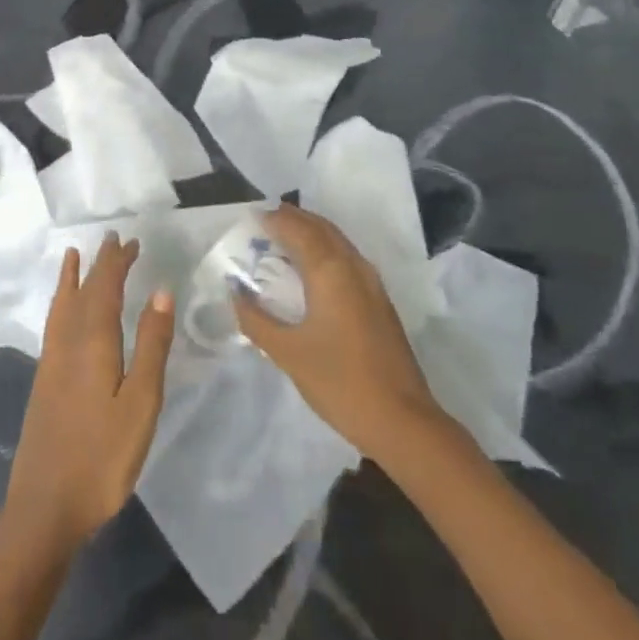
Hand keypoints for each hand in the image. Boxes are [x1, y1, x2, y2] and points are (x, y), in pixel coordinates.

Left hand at [5, 234, 174, 550]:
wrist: (44, 509)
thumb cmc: (101, 457)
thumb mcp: (140, 403)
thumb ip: (151, 345)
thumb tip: (161, 290)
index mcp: (94, 341)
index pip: (105, 287)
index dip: (117, 262)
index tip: (130, 241)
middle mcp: (68, 341)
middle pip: (84, 291)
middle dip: (100, 264)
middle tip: (114, 240)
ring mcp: (51, 361)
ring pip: (63, 305)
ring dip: (73, 278)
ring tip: (74, 256)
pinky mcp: (44, 381)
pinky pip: (53, 323)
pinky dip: (59, 302)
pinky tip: (62, 311)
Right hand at [235, 204, 446, 461]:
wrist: (402, 421)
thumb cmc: (339, 382)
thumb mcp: (288, 353)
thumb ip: (257, 320)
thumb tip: (236, 293)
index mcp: (330, 269)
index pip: (298, 228)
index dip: (275, 219)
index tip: (252, 218)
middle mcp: (353, 265)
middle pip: (321, 227)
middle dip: (294, 219)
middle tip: (266, 222)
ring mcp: (371, 282)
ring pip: (337, 241)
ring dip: (312, 233)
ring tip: (285, 241)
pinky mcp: (379, 300)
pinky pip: (347, 258)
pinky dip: (326, 251)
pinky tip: (312, 272)